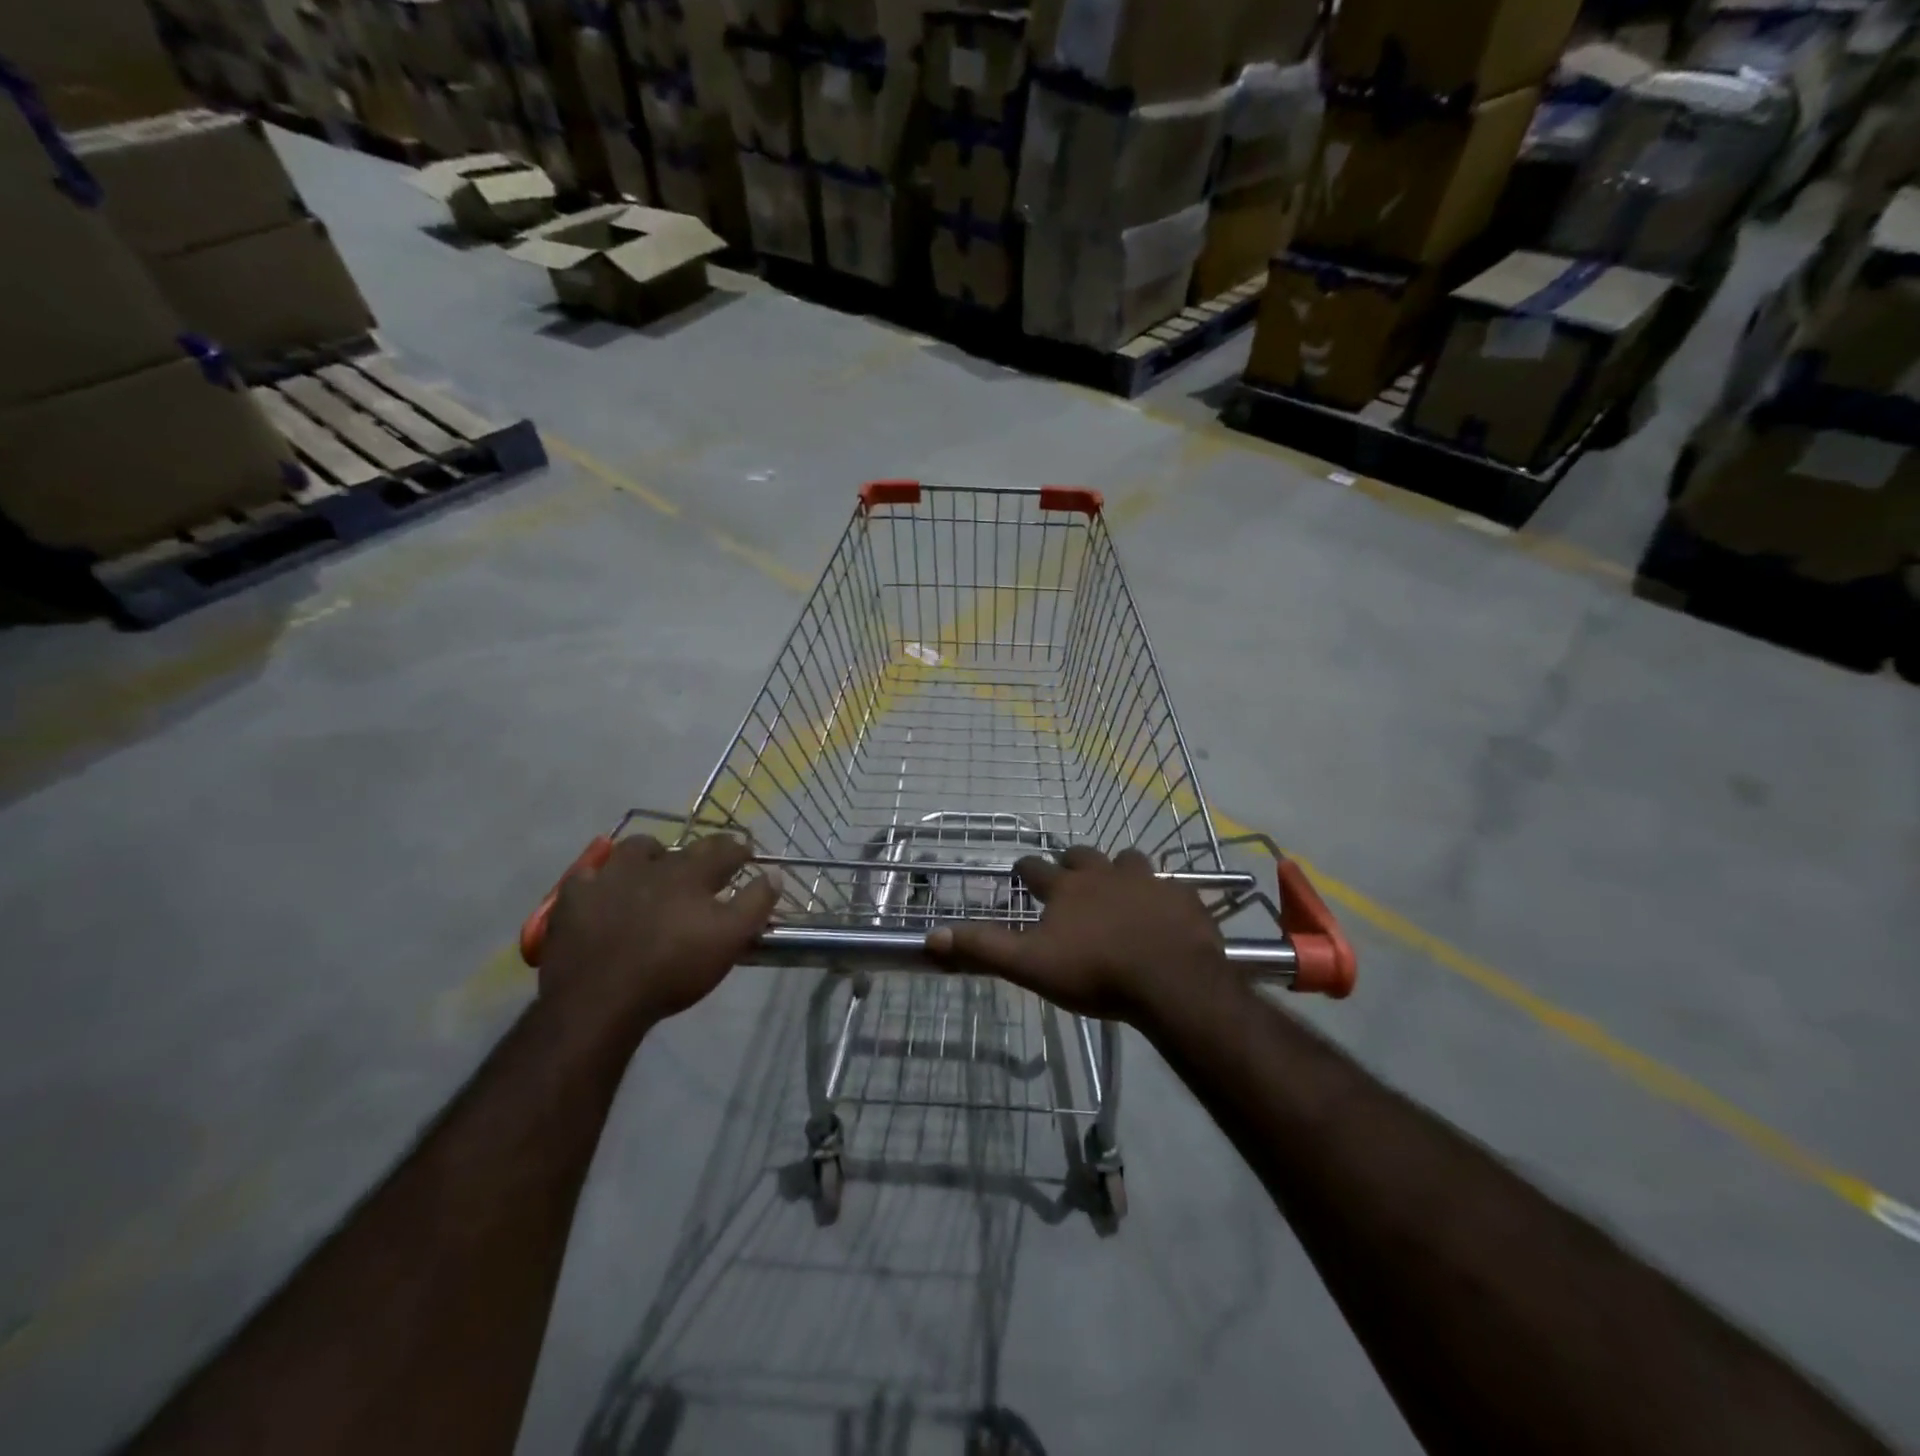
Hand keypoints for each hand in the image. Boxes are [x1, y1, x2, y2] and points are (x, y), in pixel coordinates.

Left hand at [539, 834, 778, 1042]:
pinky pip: (588, 875)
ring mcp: (609, 877)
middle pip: (679, 846)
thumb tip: (774, 874)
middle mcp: (651, 865)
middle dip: (695, 853)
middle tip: (701, 868)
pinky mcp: (575, 898)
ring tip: (652, 871)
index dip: (738, 849)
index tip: (746, 854)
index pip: (723, 849)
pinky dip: (600, 879)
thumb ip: (755, 904)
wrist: (600, 999)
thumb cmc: (673, 969)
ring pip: (633, 850)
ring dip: (648, 856)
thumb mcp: (729, 940)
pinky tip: (603, 891)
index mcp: (691, 874)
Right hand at [924, 846, 1226, 1022]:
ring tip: (1119, 890)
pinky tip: (1163, 913)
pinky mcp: (1183, 897)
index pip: (1035, 868)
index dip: (1026, 869)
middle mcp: (1105, 874)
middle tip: (1070, 879)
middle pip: (1082, 855)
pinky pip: (1170, 886)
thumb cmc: (1096, 973)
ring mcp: (1148, 881)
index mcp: (1067, 888)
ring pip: (1129, 861)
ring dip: (1119, 871)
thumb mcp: (1031, 966)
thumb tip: (932, 936)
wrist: (1172, 983)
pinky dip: (1161, 895)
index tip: (1022, 873)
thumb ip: (984, 948)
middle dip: (1072, 863)